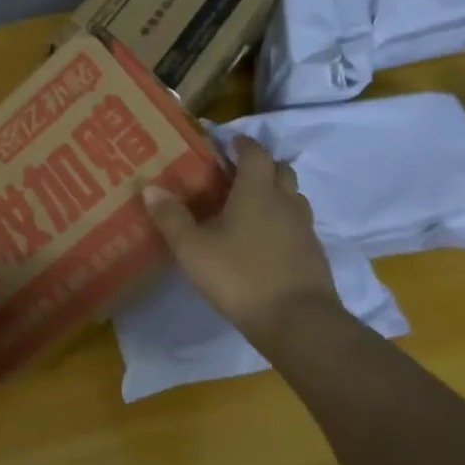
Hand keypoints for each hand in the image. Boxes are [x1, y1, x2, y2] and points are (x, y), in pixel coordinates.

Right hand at [143, 137, 343, 342]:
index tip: (226, 142)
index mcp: (257, 191)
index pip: (254, 153)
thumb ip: (171, 217)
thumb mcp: (193, 249)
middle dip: (261, 165)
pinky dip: (283, 221)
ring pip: (293, 197)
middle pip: (280, 169)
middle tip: (236, 174)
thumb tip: (150, 187)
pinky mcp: (313, 253)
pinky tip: (265, 240)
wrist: (297, 321)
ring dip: (275, 192)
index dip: (241, 144)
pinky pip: (298, 224)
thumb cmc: (240, 276)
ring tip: (250, 206)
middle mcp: (285, 202)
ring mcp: (304, 228)